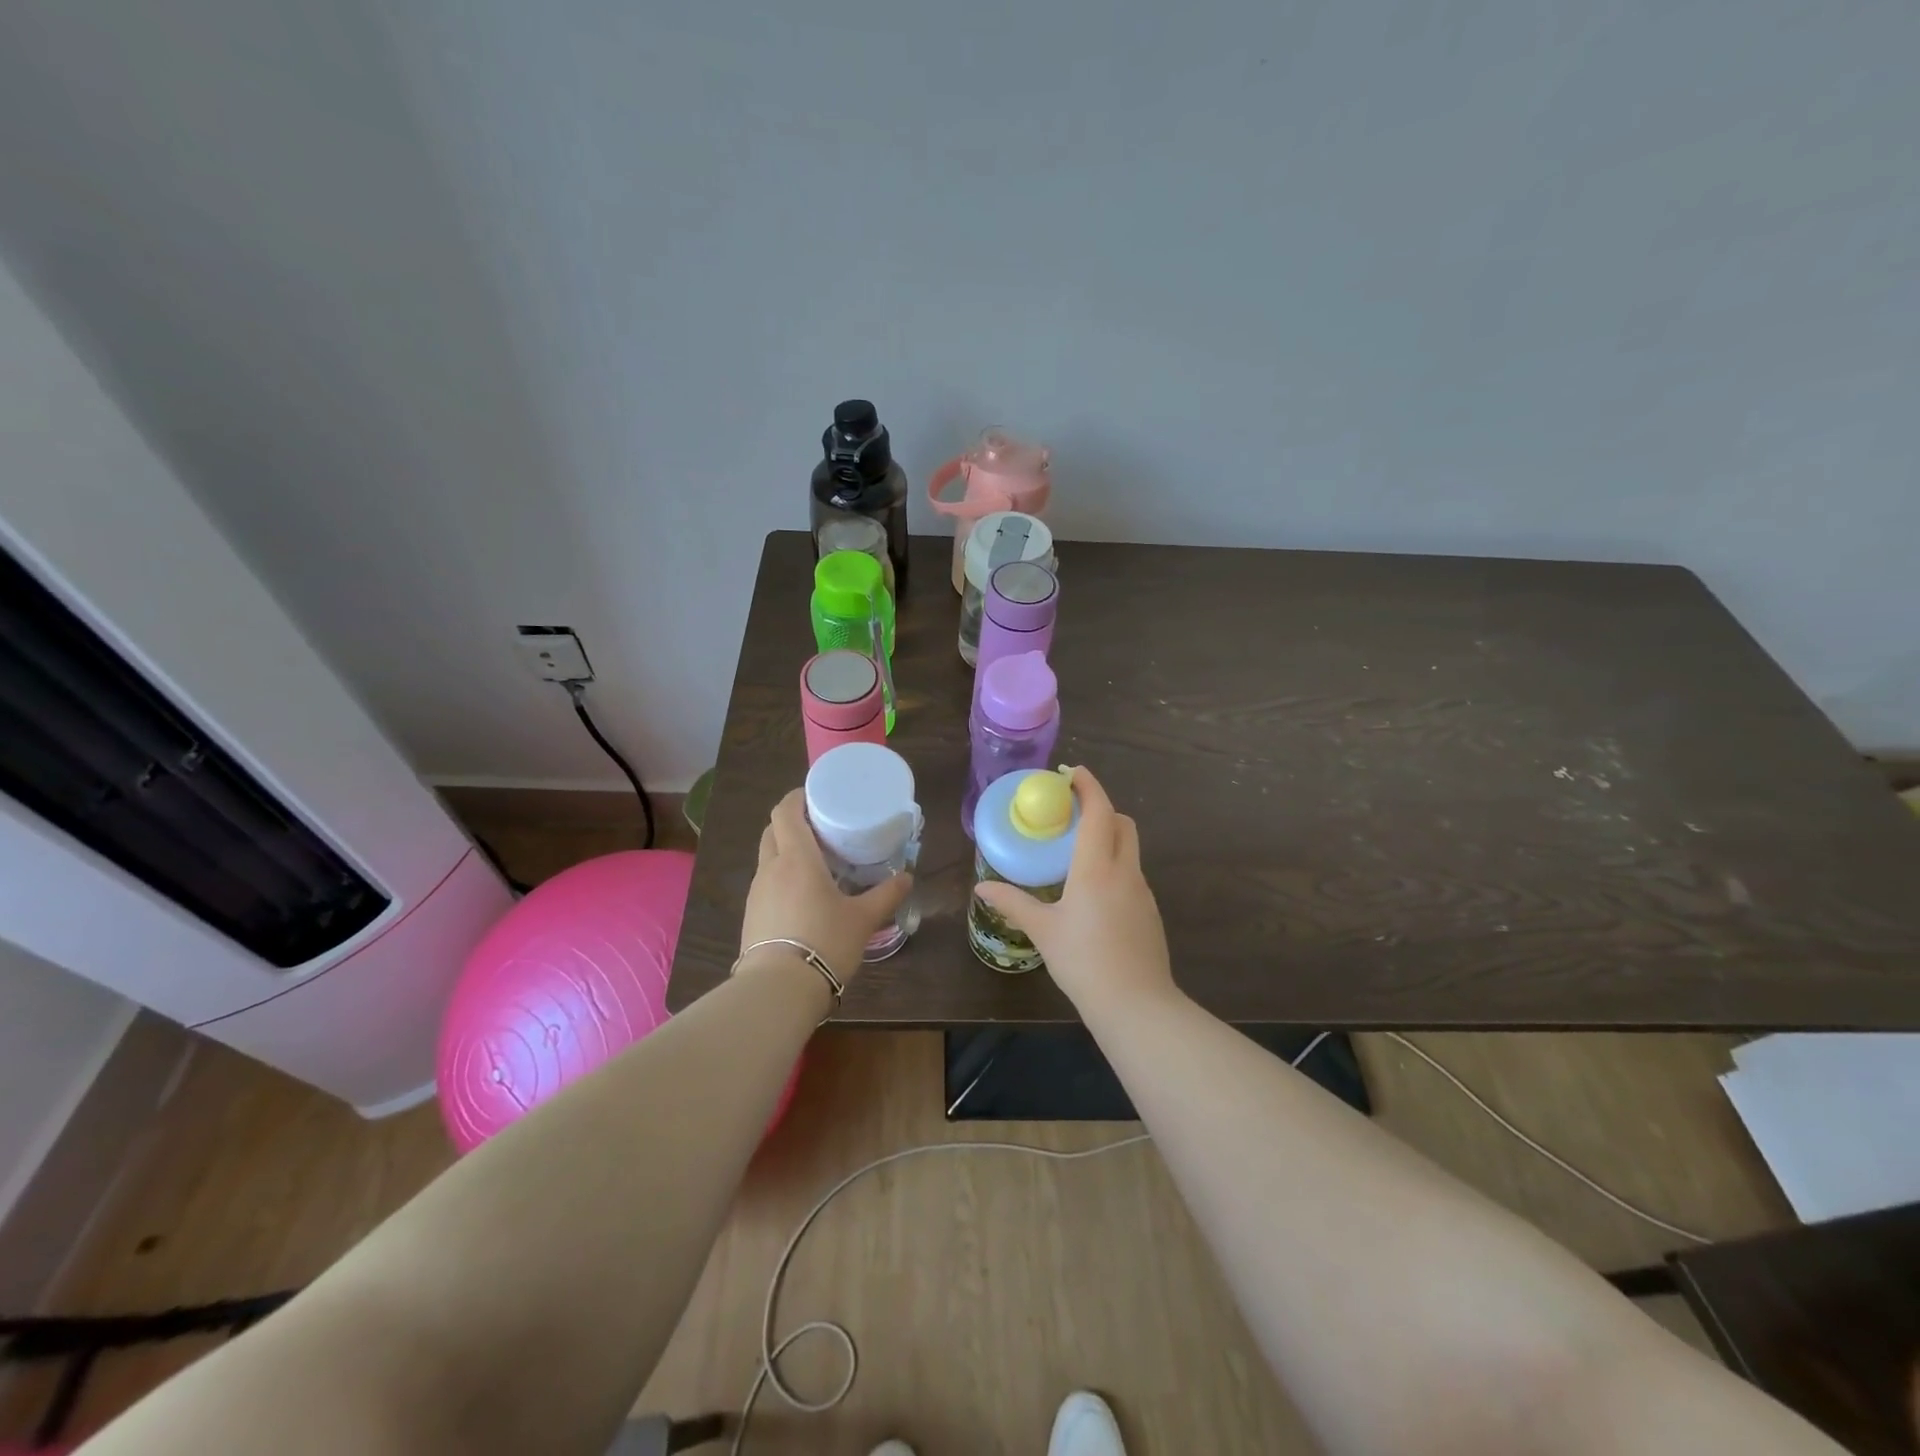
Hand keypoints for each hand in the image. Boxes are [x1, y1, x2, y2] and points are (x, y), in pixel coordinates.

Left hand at [740, 788, 911, 982]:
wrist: (778, 989)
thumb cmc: (824, 942)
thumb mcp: (863, 919)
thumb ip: (886, 895)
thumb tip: (907, 878)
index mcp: (797, 858)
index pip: (785, 812)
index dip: (796, 797)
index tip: (814, 794)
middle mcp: (771, 868)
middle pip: (773, 831)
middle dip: (792, 822)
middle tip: (820, 827)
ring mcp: (756, 892)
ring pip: (768, 857)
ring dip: (785, 851)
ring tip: (814, 861)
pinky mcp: (751, 915)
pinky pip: (766, 883)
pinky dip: (781, 877)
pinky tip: (801, 895)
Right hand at [974, 767, 1174, 1011]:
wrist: (1136, 1004)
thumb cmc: (1084, 961)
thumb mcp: (1043, 930)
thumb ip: (1013, 903)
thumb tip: (982, 888)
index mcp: (1097, 867)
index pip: (1099, 811)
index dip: (1088, 786)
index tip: (1071, 774)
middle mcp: (1125, 871)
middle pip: (1122, 822)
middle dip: (1101, 808)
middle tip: (1072, 814)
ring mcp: (1143, 891)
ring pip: (1130, 848)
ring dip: (1109, 837)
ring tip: (1078, 852)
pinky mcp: (1150, 912)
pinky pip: (1133, 874)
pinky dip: (1116, 865)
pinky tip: (1094, 893)